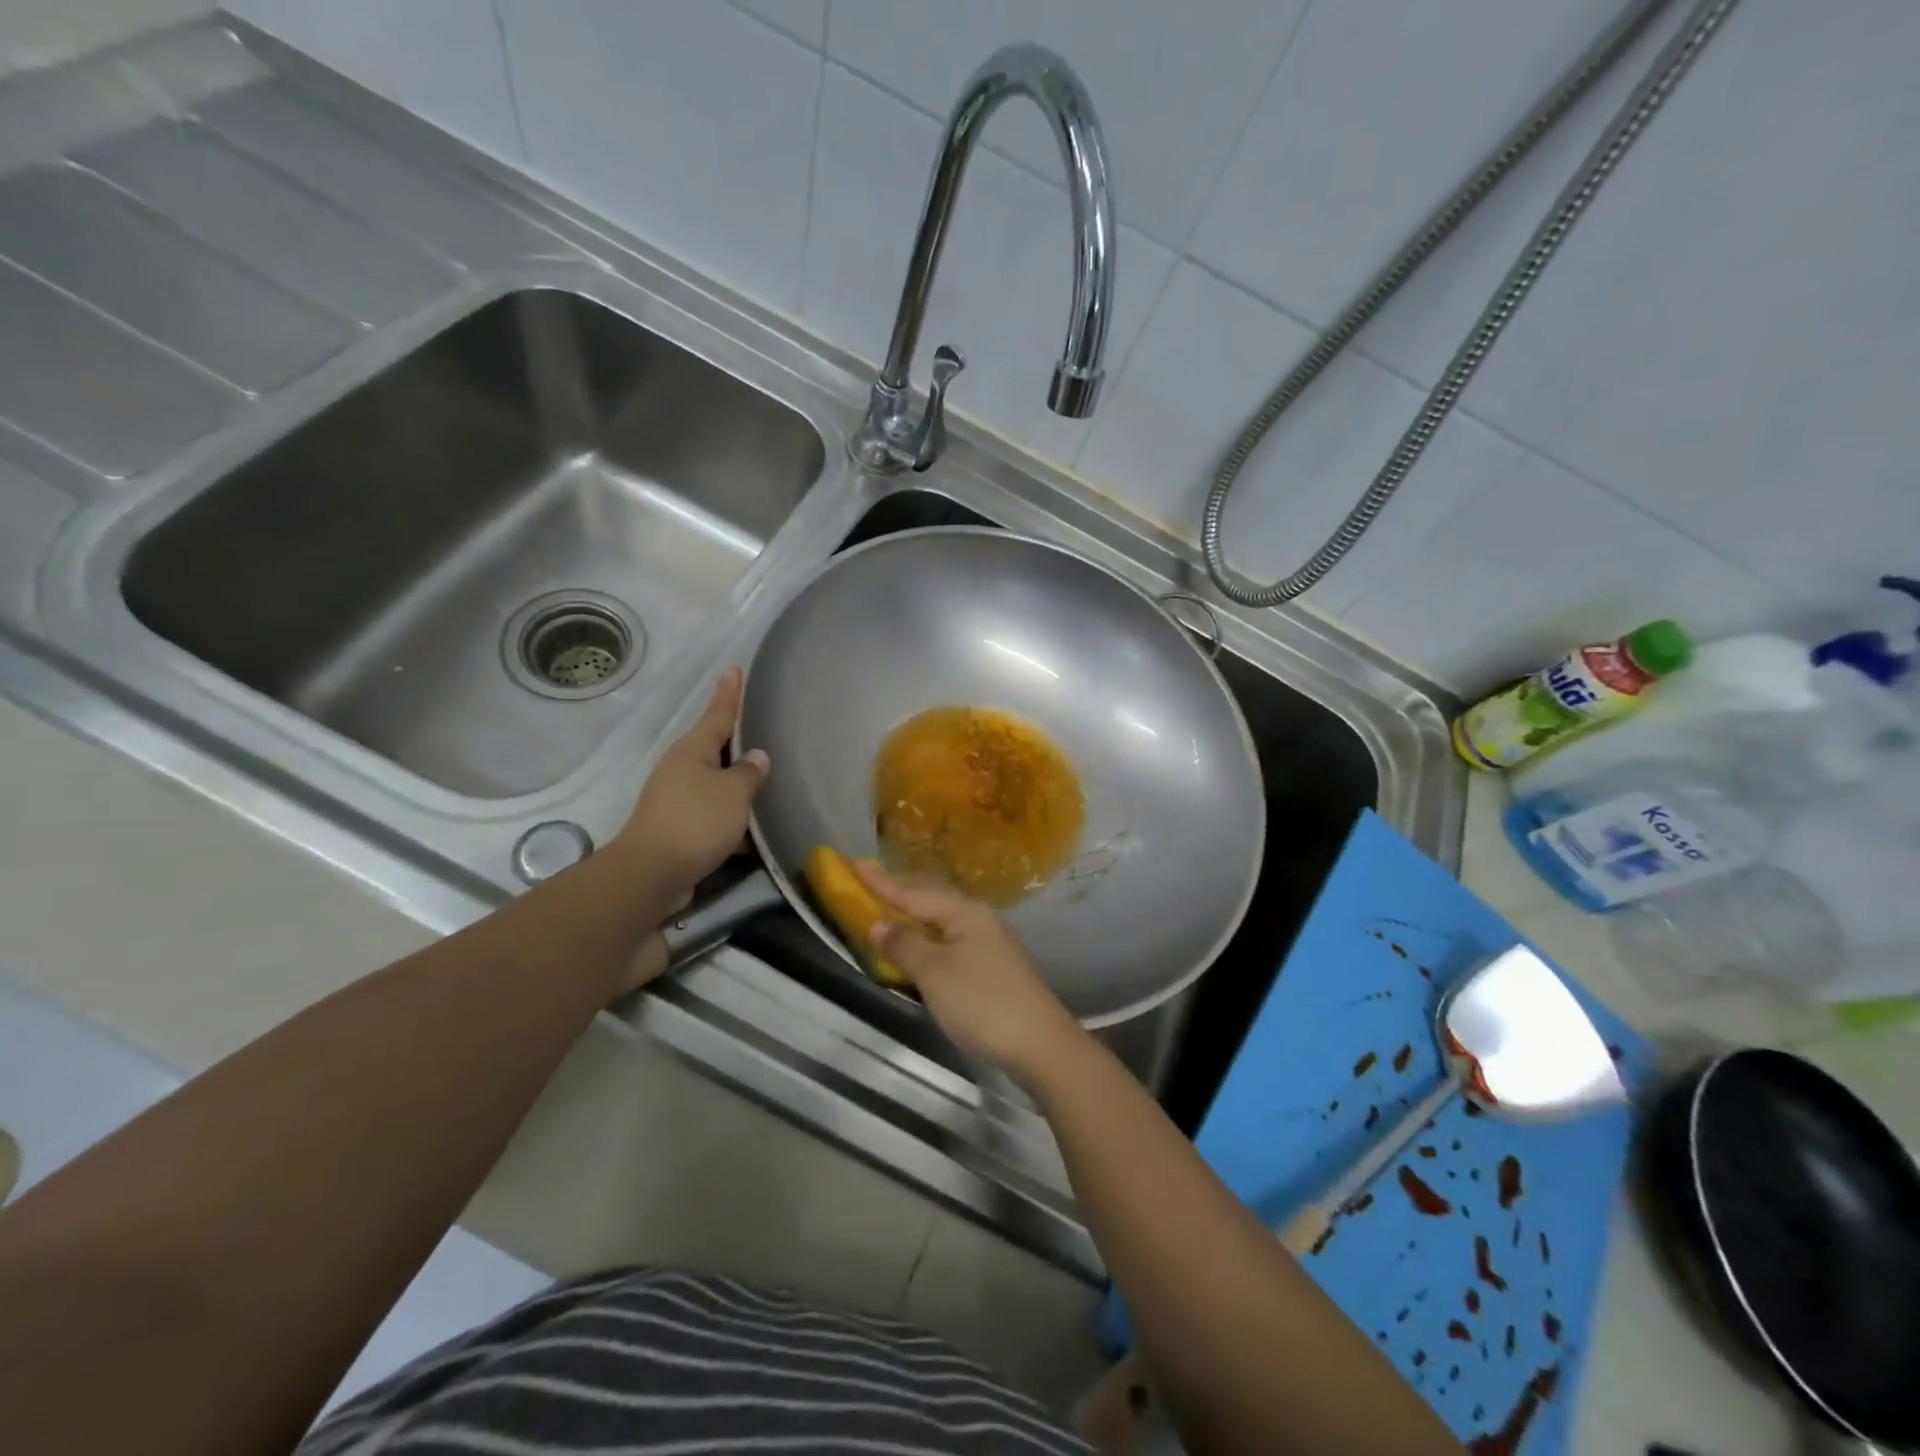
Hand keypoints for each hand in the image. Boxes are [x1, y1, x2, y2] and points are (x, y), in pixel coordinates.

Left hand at [614, 667, 768, 908]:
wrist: (651, 873)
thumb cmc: (696, 822)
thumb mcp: (734, 793)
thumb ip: (749, 773)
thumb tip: (756, 757)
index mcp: (692, 751)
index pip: (717, 714)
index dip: (729, 693)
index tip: (734, 669)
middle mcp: (681, 768)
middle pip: (714, 748)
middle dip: (736, 741)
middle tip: (760, 727)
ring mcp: (676, 798)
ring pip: (715, 783)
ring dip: (736, 784)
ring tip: (765, 782)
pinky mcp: (677, 827)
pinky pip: (712, 812)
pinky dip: (731, 817)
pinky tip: (752, 830)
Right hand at [854, 862, 1081, 1085]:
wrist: (1039, 1042)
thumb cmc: (981, 1002)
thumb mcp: (935, 973)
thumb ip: (904, 945)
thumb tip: (880, 924)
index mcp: (964, 912)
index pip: (913, 893)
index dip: (881, 881)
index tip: (854, 863)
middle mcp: (979, 917)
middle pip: (931, 899)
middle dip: (900, 891)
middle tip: (869, 882)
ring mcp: (990, 940)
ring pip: (943, 918)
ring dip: (915, 913)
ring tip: (890, 908)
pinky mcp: (995, 964)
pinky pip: (952, 937)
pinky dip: (929, 935)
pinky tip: (922, 943)